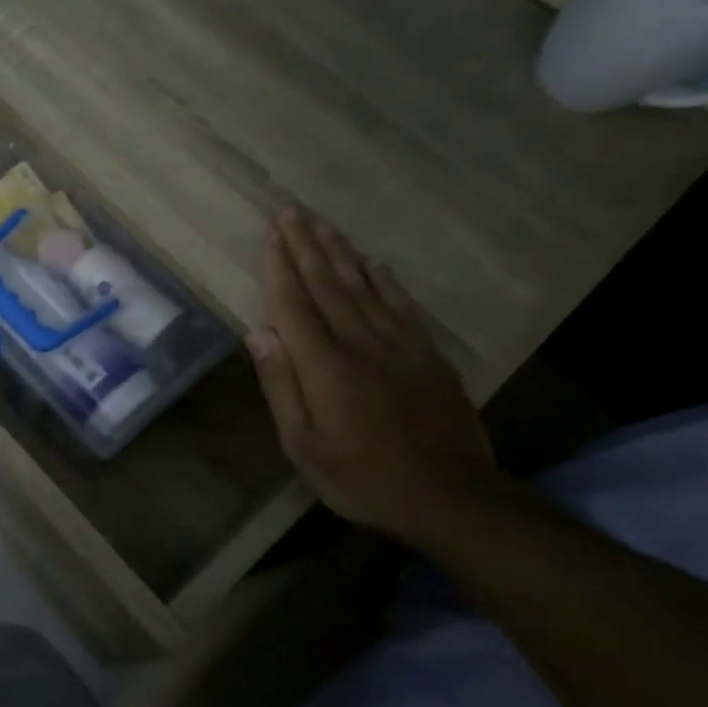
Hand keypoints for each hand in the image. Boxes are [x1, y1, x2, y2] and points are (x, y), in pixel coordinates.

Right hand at [247, 206, 496, 539]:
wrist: (449, 496)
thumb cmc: (361, 477)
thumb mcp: (303, 445)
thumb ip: (281, 386)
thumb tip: (258, 333)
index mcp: (325, 367)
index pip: (294, 305)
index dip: (279, 268)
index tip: (269, 234)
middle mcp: (360, 343)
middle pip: (327, 285)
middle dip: (305, 245)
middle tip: (290, 210)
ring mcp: (399, 345)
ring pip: (363, 286)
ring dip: (339, 251)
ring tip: (322, 222)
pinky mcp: (427, 353)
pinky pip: (401, 305)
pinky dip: (383, 279)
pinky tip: (372, 261)